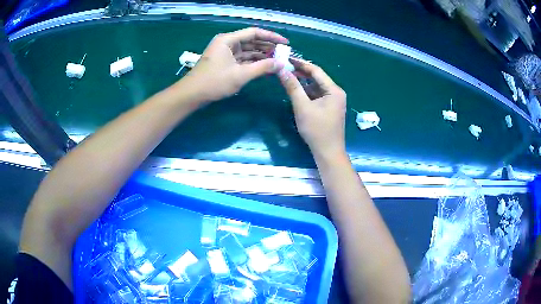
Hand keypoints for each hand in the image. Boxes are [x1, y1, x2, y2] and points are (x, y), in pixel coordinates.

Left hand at [182, 27, 287, 102]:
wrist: (192, 95)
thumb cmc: (214, 82)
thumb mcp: (240, 74)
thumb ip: (262, 67)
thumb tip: (281, 64)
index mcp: (228, 40)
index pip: (254, 33)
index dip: (271, 36)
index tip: (285, 42)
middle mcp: (227, 43)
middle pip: (252, 41)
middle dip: (267, 47)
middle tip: (283, 53)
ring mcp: (225, 53)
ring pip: (248, 51)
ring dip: (261, 55)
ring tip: (277, 61)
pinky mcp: (225, 62)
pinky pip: (242, 59)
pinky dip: (253, 63)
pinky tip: (265, 67)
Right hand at [279, 60, 346, 159]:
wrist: (328, 152)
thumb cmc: (317, 130)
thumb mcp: (302, 107)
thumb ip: (293, 87)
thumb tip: (282, 70)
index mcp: (334, 90)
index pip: (316, 70)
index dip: (300, 63)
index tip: (286, 59)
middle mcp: (336, 92)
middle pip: (317, 78)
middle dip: (300, 73)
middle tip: (284, 68)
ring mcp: (334, 101)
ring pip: (316, 87)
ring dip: (303, 83)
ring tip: (287, 77)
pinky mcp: (329, 108)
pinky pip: (317, 95)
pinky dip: (306, 93)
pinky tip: (295, 91)